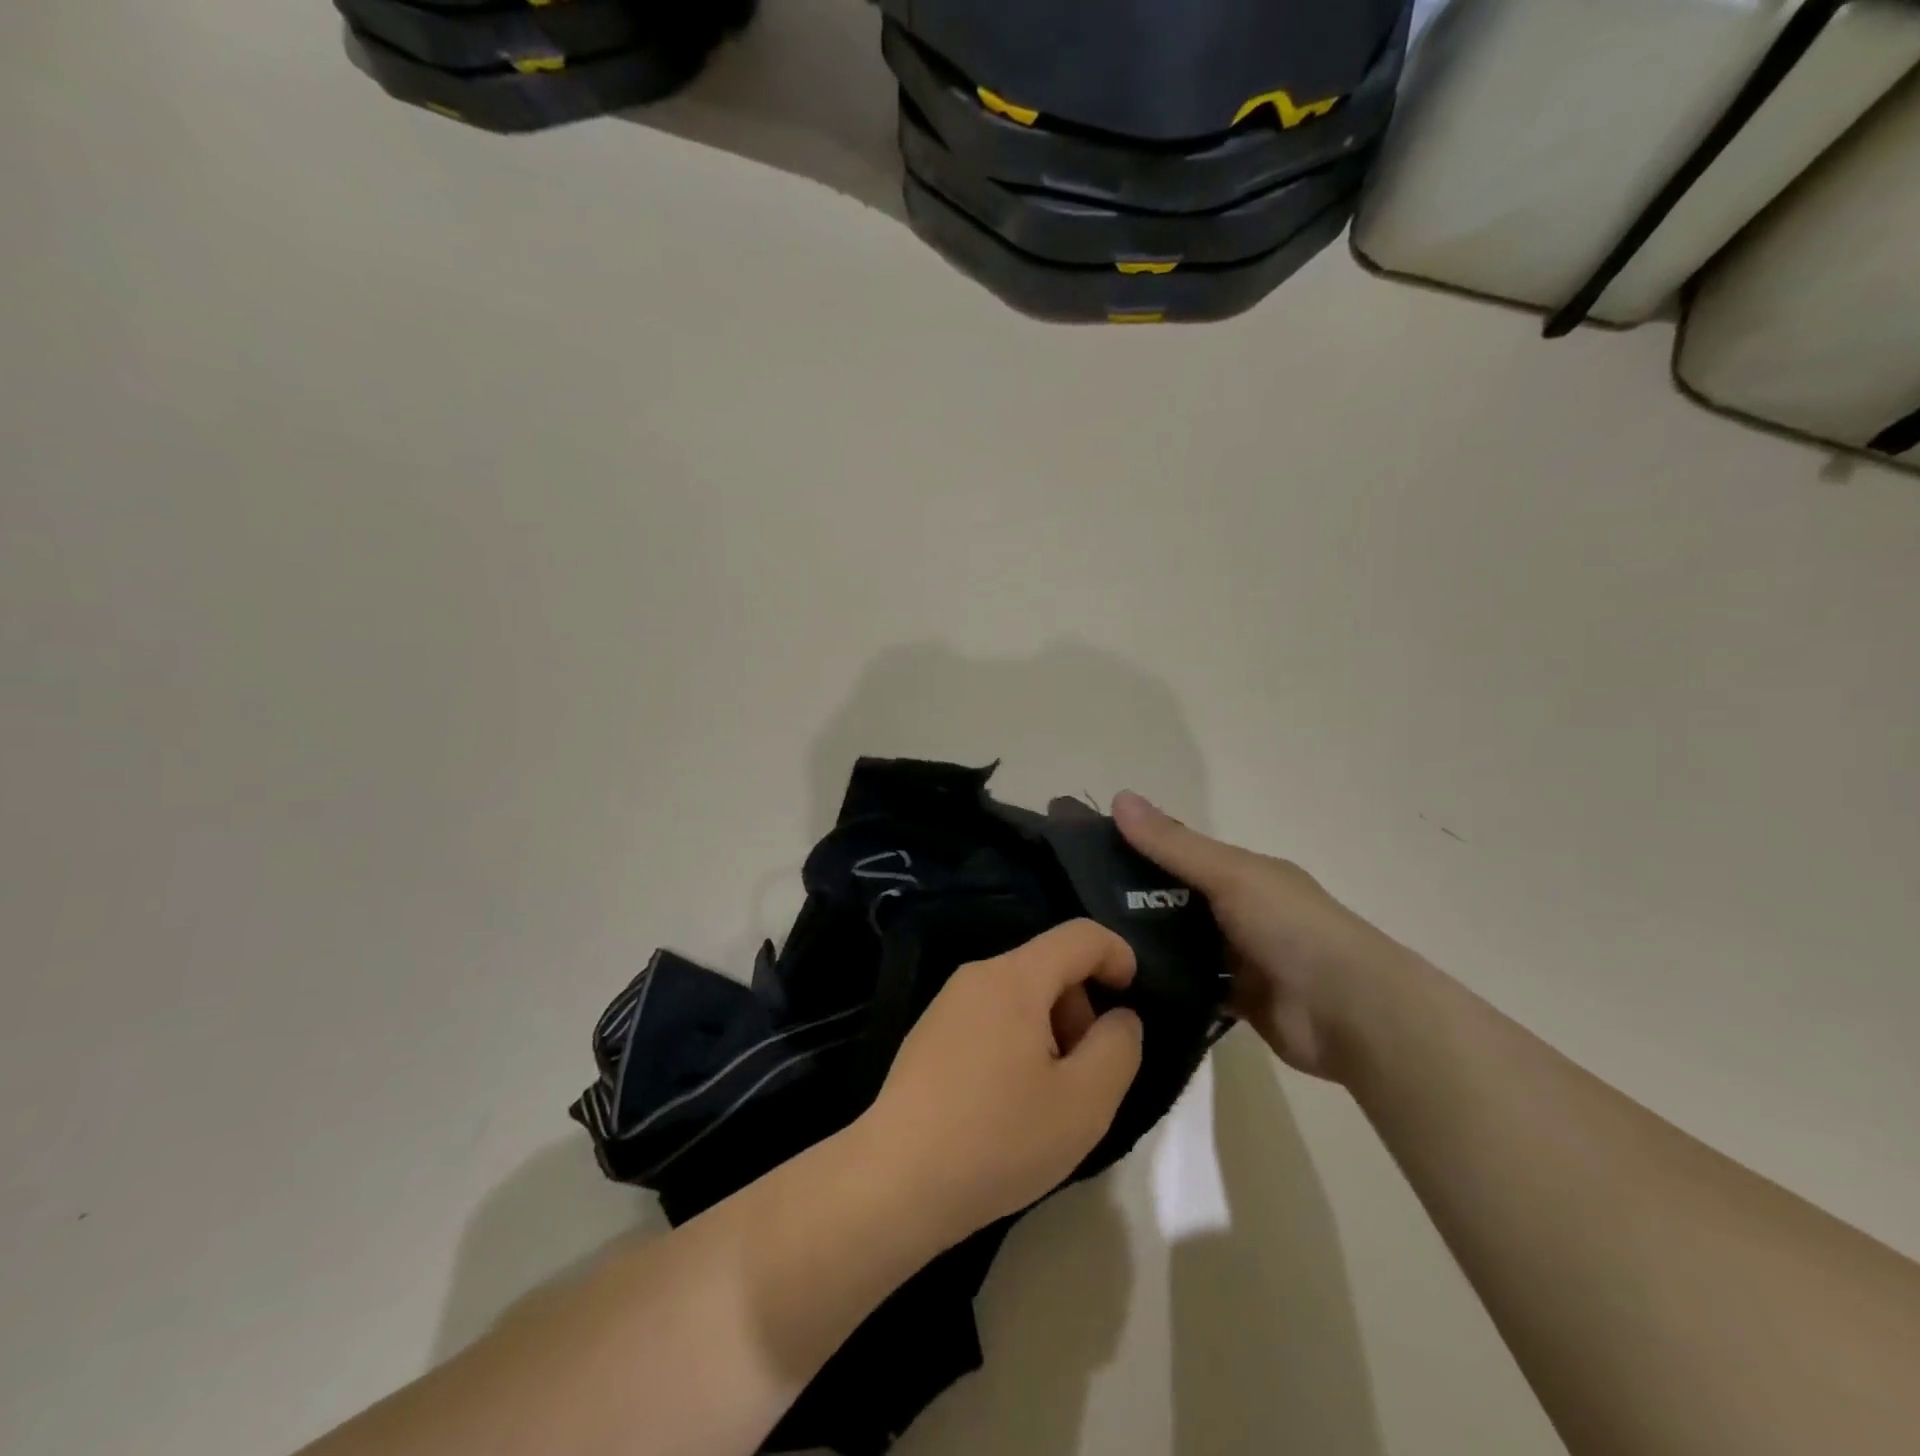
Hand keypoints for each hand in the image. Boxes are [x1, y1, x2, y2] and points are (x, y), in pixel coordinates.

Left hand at [855, 920, 1144, 1245]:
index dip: (1118, 955)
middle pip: (1049, 967)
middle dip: (1082, 1009)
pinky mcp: (930, 1034)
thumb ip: (1118, 1048)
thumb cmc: (998, 1137)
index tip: (1134, 1000)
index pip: (1080, 936)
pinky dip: (1018, 1043)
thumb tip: (1120, 1018)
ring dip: (1051, 1031)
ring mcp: (947, 1003)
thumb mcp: (1084, 1102)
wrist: (895, 1180)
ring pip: (1020, 995)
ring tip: (1049, 1098)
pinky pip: (991, 1018)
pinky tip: (1009, 1104)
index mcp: (1015, 977)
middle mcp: (978, 976)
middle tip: (1087, 1075)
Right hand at [1113, 792, 1406, 1082]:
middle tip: (1075, 909)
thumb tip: (1118, 796)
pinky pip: (1193, 986)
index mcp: (1244, 873)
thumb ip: (1174, 844)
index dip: (1137, 850)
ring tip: (1090, 947)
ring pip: (1182, 945)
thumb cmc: (1291, 927)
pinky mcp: (1239, 1000)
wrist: (1352, 1013)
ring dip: (1148, 946)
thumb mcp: (1229, 874)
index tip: (1084, 856)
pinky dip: (1166, 984)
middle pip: (1178, 901)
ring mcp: (1241, 958)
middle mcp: (1242, 910)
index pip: (1181, 854)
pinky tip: (1123, 985)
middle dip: (1134, 902)